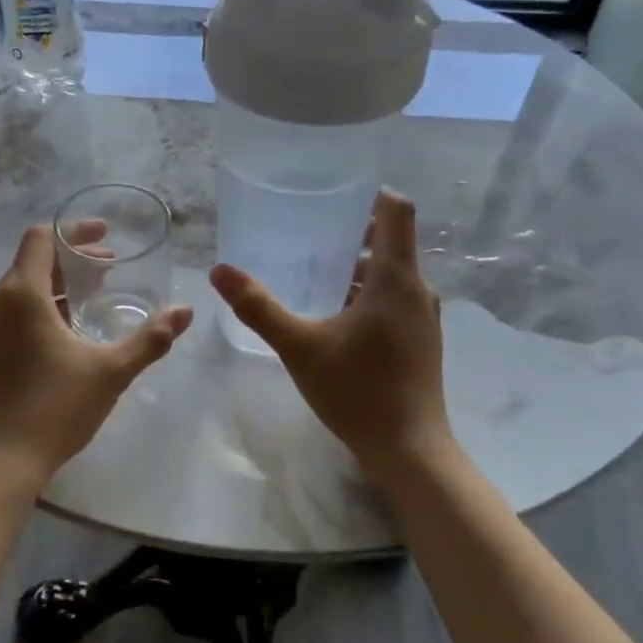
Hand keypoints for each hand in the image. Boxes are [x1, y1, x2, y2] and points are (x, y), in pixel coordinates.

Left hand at [0, 223, 193, 486]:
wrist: (0, 463)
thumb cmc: (56, 409)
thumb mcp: (111, 371)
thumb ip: (150, 338)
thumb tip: (186, 311)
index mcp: (21, 294)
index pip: (41, 238)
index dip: (74, 230)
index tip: (105, 236)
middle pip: (32, 262)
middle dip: (72, 259)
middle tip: (109, 268)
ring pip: (20, 289)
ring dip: (56, 285)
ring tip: (91, 299)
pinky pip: (10, 313)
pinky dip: (38, 307)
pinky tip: (65, 333)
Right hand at [209, 190, 450, 482]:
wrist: (409, 449)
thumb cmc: (357, 390)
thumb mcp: (299, 346)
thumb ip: (259, 307)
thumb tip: (219, 271)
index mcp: (395, 278)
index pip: (396, 210)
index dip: (370, 193)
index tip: (334, 193)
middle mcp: (417, 290)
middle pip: (391, 241)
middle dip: (352, 233)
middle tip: (308, 232)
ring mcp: (423, 317)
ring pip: (391, 274)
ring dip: (357, 267)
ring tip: (314, 273)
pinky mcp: (420, 340)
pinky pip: (394, 299)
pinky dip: (367, 294)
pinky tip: (334, 316)